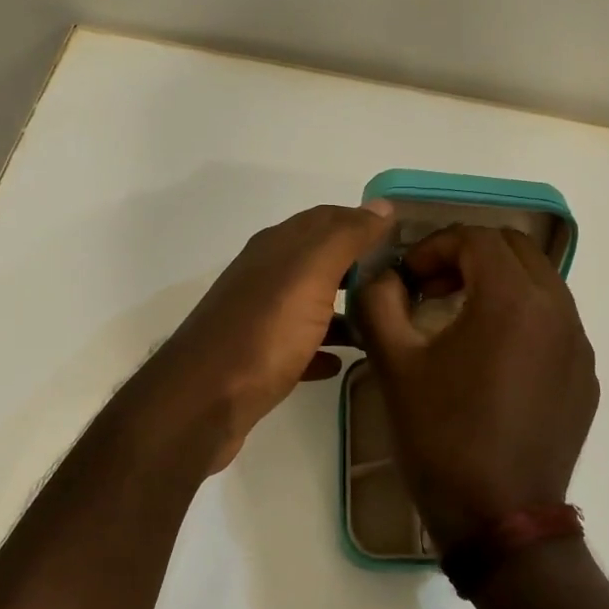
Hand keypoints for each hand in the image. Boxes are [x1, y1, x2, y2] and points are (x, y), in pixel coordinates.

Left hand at [145, 201, 395, 472]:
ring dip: (344, 307)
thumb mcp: (310, 273)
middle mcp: (265, 274)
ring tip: (382, 322)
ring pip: (311, 301)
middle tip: (402, 281)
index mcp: (277, 247)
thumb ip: (346, 237)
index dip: (365, 222)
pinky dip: (323, 345)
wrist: (204, 402)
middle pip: (320, 259)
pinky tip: (344, 361)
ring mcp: (259, 317)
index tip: (405, 238)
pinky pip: (299, 344)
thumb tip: (382, 206)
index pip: (328, 218)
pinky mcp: (257, 358)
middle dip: (359, 264)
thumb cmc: (263, 331)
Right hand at [355, 226, 598, 549]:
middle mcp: (558, 309)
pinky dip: (522, 317)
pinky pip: (555, 323)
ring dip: (497, 284)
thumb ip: (379, 302)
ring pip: (540, 283)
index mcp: (512, 299)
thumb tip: (382, 277)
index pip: (475, 237)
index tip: (407, 279)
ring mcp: (579, 345)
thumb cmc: (442, 437)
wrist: (501, 520)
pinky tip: (493, 359)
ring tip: (459, 319)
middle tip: (431, 290)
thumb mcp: (394, 365)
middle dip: (468, 257)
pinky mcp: (585, 377)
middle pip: (514, 249)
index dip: (433, 247)